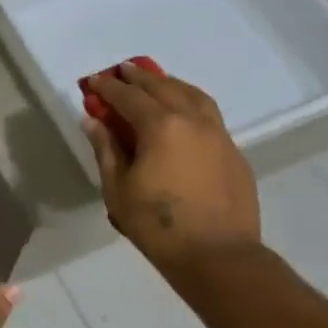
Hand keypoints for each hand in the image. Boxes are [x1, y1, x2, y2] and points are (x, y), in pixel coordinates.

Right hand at [82, 62, 261, 272]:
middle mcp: (192, 120)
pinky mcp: (233, 152)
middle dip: (139, 77)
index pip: (129, 97)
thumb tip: (94, 121)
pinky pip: (209, 115)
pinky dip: (191, 103)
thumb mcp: (118, 190)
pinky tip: (184, 114)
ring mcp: (218, 134)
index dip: (108, 88)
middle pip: (163, 87)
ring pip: (193, 95)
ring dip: (170, 84)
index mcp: (161, 126)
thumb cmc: (158, 226)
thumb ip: (106, 150)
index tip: (94, 81)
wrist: (218, 256)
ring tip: (156, 82)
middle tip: (122, 71)